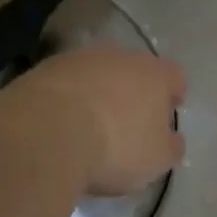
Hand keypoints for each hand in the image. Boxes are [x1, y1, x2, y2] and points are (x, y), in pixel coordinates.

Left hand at [12, 47, 186, 195]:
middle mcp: (119, 57)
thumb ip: (170, 146)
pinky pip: (65, 84)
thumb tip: (171, 139)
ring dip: (97, 93)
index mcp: (155, 74)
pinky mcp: (42, 69)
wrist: (45, 134)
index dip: (173, 95)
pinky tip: (60, 125)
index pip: (174, 77)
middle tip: (129, 122)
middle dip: (133, 93)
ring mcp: (78, 59)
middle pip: (134, 71)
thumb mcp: (157, 159)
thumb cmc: (115, 147)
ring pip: (96, 74)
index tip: (167, 114)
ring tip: (90, 126)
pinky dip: (67, 100)